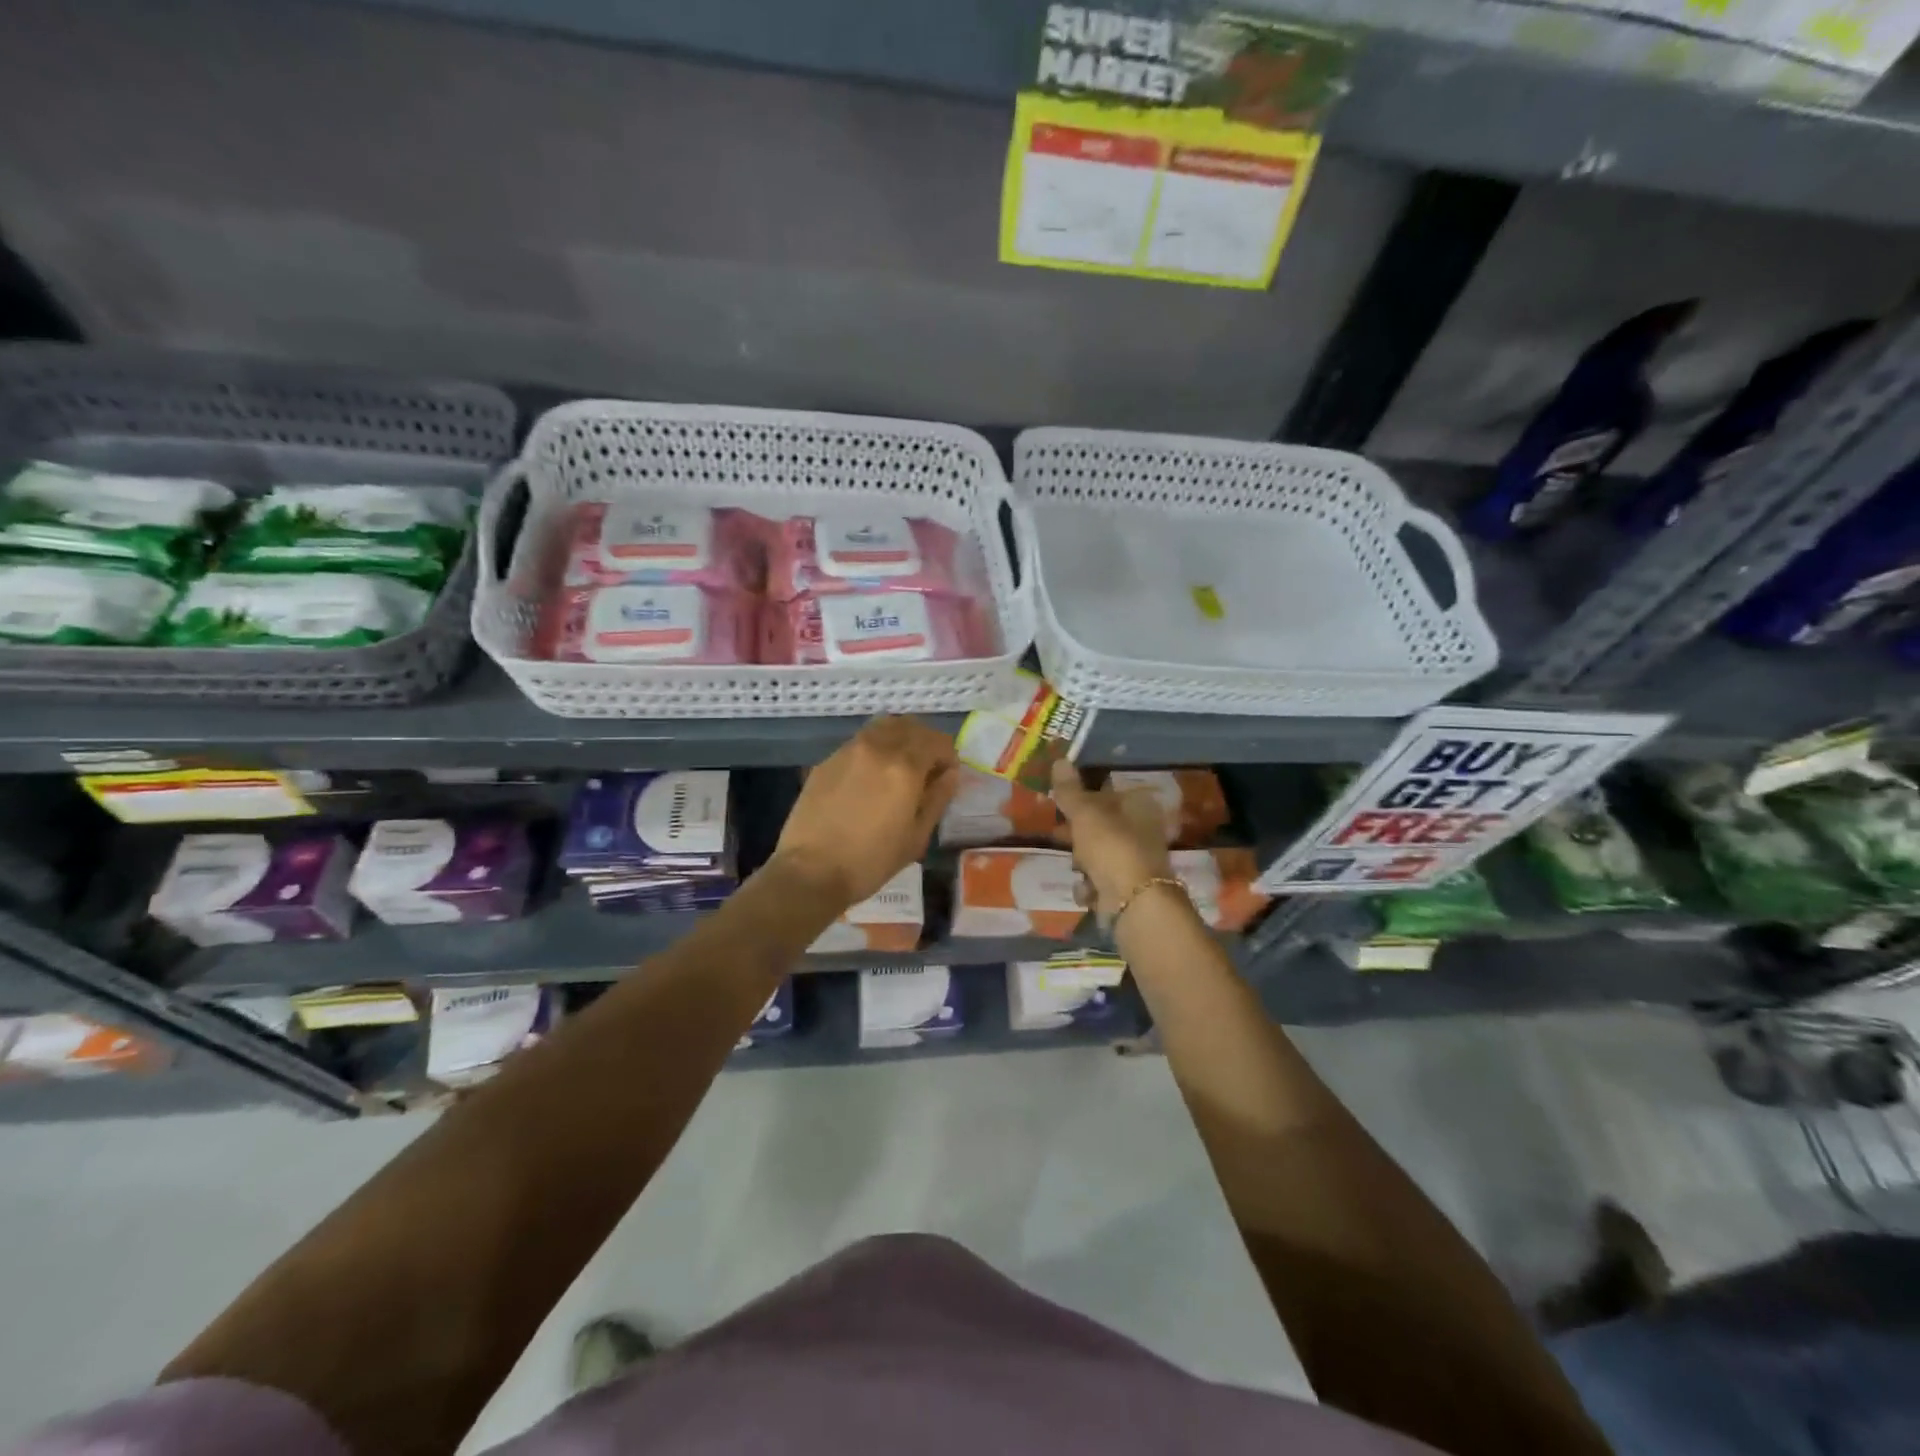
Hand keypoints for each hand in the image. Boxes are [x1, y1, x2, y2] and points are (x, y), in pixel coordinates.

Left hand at [771, 716, 958, 909]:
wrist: (811, 871)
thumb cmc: (871, 861)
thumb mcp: (916, 836)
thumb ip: (938, 798)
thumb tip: (949, 774)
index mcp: (905, 767)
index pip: (937, 741)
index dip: (948, 757)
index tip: (944, 779)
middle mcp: (877, 747)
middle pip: (910, 725)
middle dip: (925, 742)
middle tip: (925, 770)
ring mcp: (848, 750)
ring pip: (883, 726)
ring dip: (899, 739)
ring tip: (898, 769)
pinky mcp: (827, 760)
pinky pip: (860, 742)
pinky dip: (875, 749)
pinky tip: (869, 779)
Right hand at [1051, 759, 1173, 918]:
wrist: (1134, 903)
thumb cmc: (1111, 847)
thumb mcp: (1085, 814)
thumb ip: (1070, 790)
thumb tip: (1060, 760)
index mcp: (1140, 807)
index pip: (1109, 793)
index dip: (1084, 796)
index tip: (1061, 803)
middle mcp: (1143, 831)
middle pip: (1102, 825)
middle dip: (1078, 834)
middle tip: (1058, 835)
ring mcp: (1137, 862)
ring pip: (1099, 854)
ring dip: (1082, 862)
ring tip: (1074, 867)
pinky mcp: (1129, 889)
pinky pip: (1100, 882)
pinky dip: (1090, 887)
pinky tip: (1085, 891)